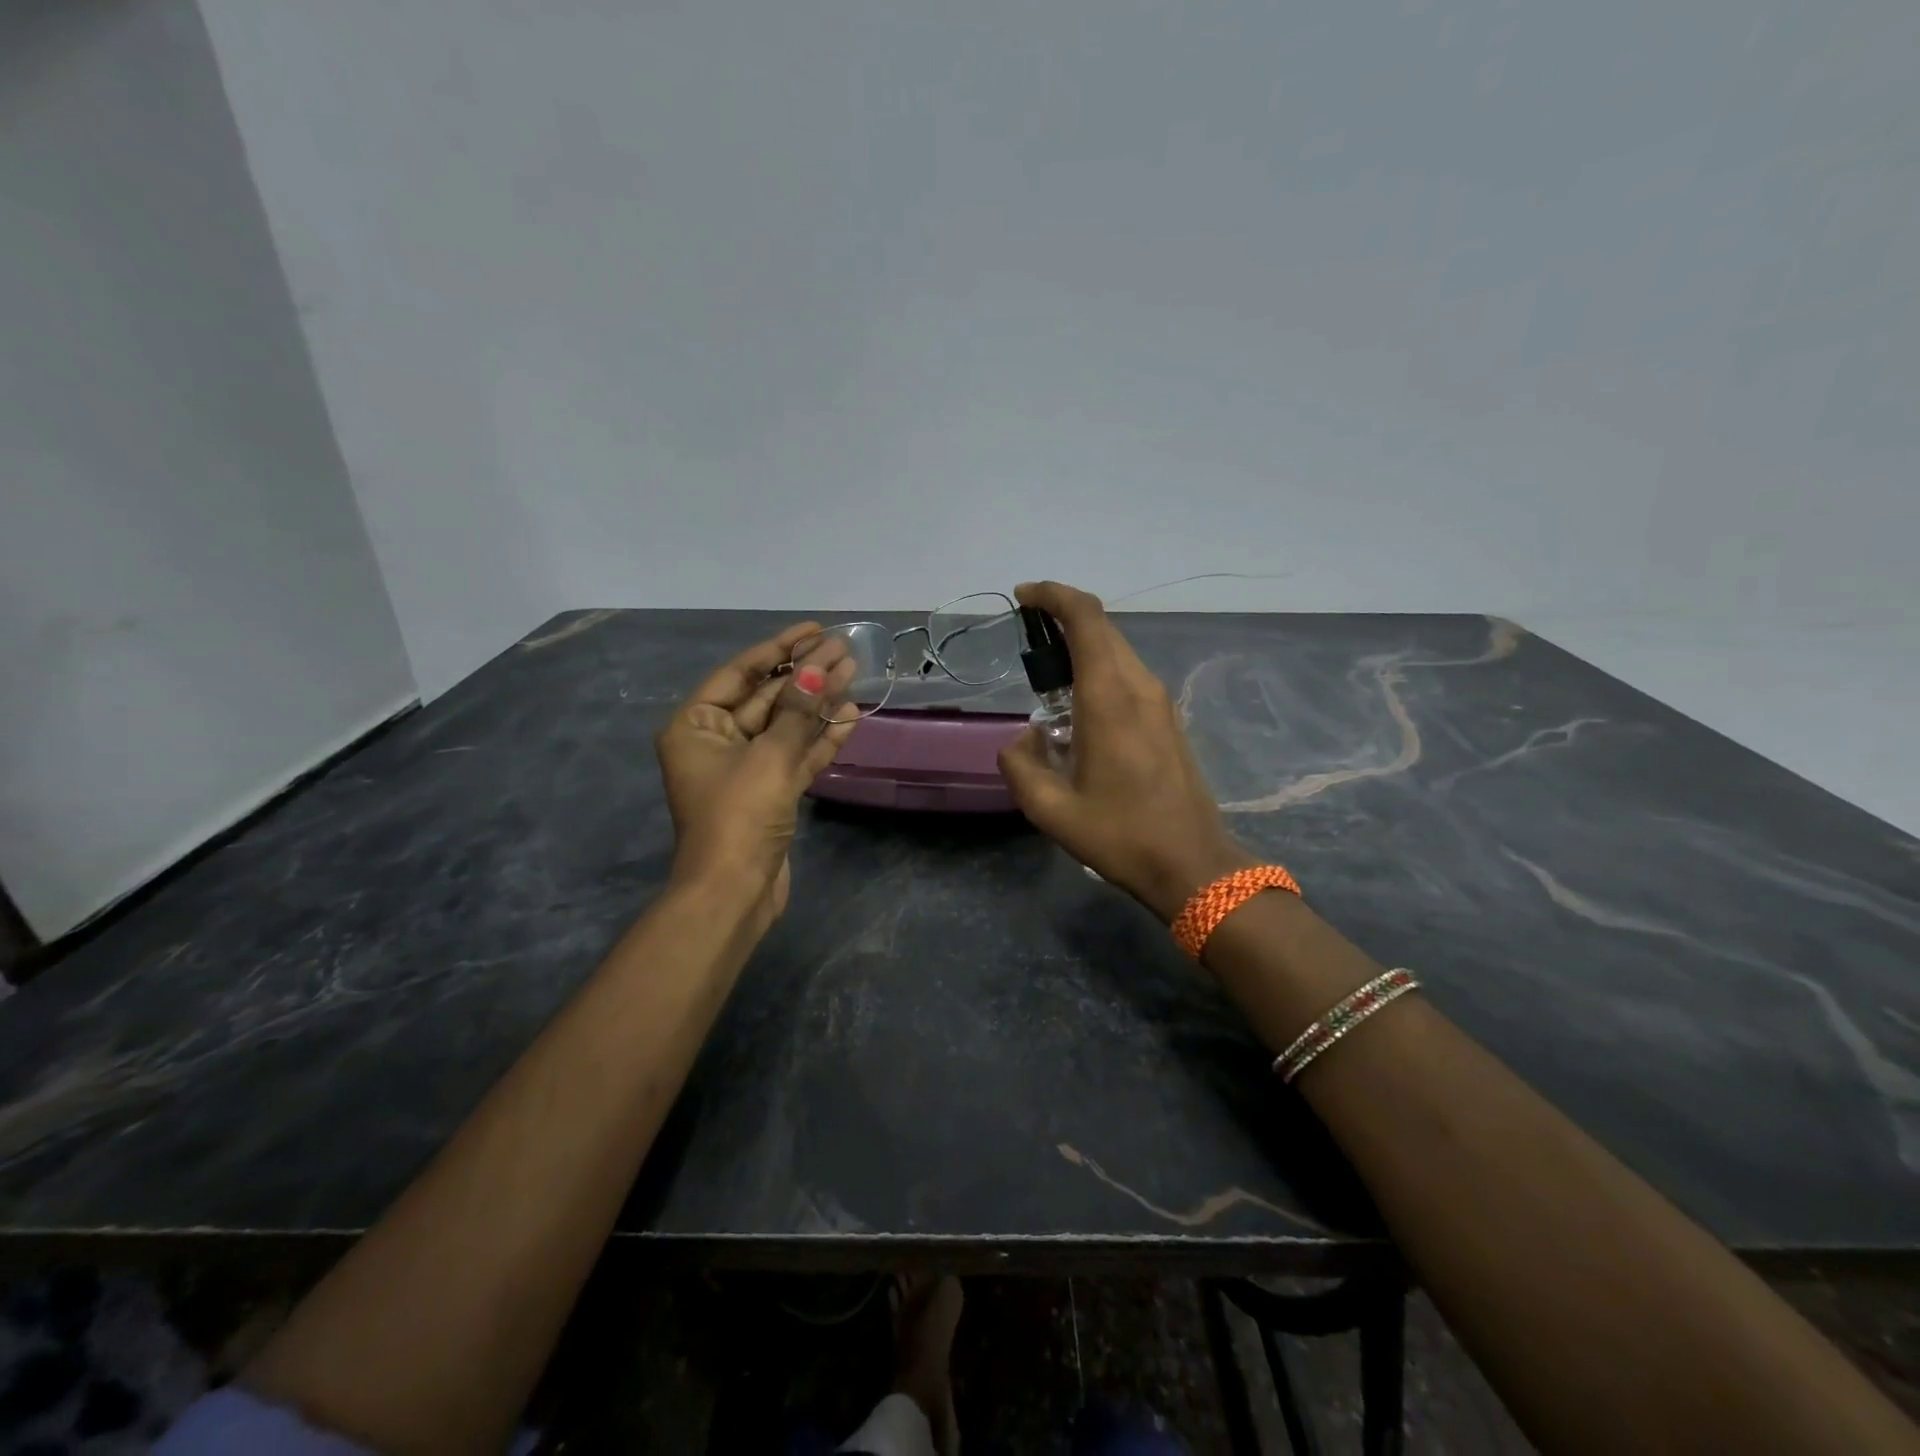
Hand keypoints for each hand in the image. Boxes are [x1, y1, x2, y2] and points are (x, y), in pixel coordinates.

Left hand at [655, 622, 858, 923]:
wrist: (734, 893)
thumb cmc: (739, 815)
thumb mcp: (769, 756)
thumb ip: (797, 710)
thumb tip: (820, 670)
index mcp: (696, 726)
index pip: (740, 674)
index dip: (779, 649)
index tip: (814, 630)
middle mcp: (717, 742)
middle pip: (767, 697)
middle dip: (805, 675)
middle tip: (843, 649)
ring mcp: (746, 770)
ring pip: (786, 727)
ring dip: (819, 704)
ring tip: (854, 674)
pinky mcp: (771, 793)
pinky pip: (797, 756)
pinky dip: (821, 739)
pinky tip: (851, 716)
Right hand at [997, 581, 1251, 922]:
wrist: (1192, 864)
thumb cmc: (1120, 835)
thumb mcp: (1050, 810)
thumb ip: (1020, 765)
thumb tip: (1021, 739)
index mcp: (1109, 698)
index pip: (1086, 618)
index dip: (1053, 595)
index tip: (1023, 597)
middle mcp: (1139, 687)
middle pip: (1103, 628)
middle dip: (1063, 617)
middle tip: (1028, 636)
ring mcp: (1160, 702)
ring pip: (1118, 650)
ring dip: (1082, 646)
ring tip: (1048, 673)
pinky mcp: (1169, 720)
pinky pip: (1129, 675)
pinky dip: (1100, 669)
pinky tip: (1079, 705)